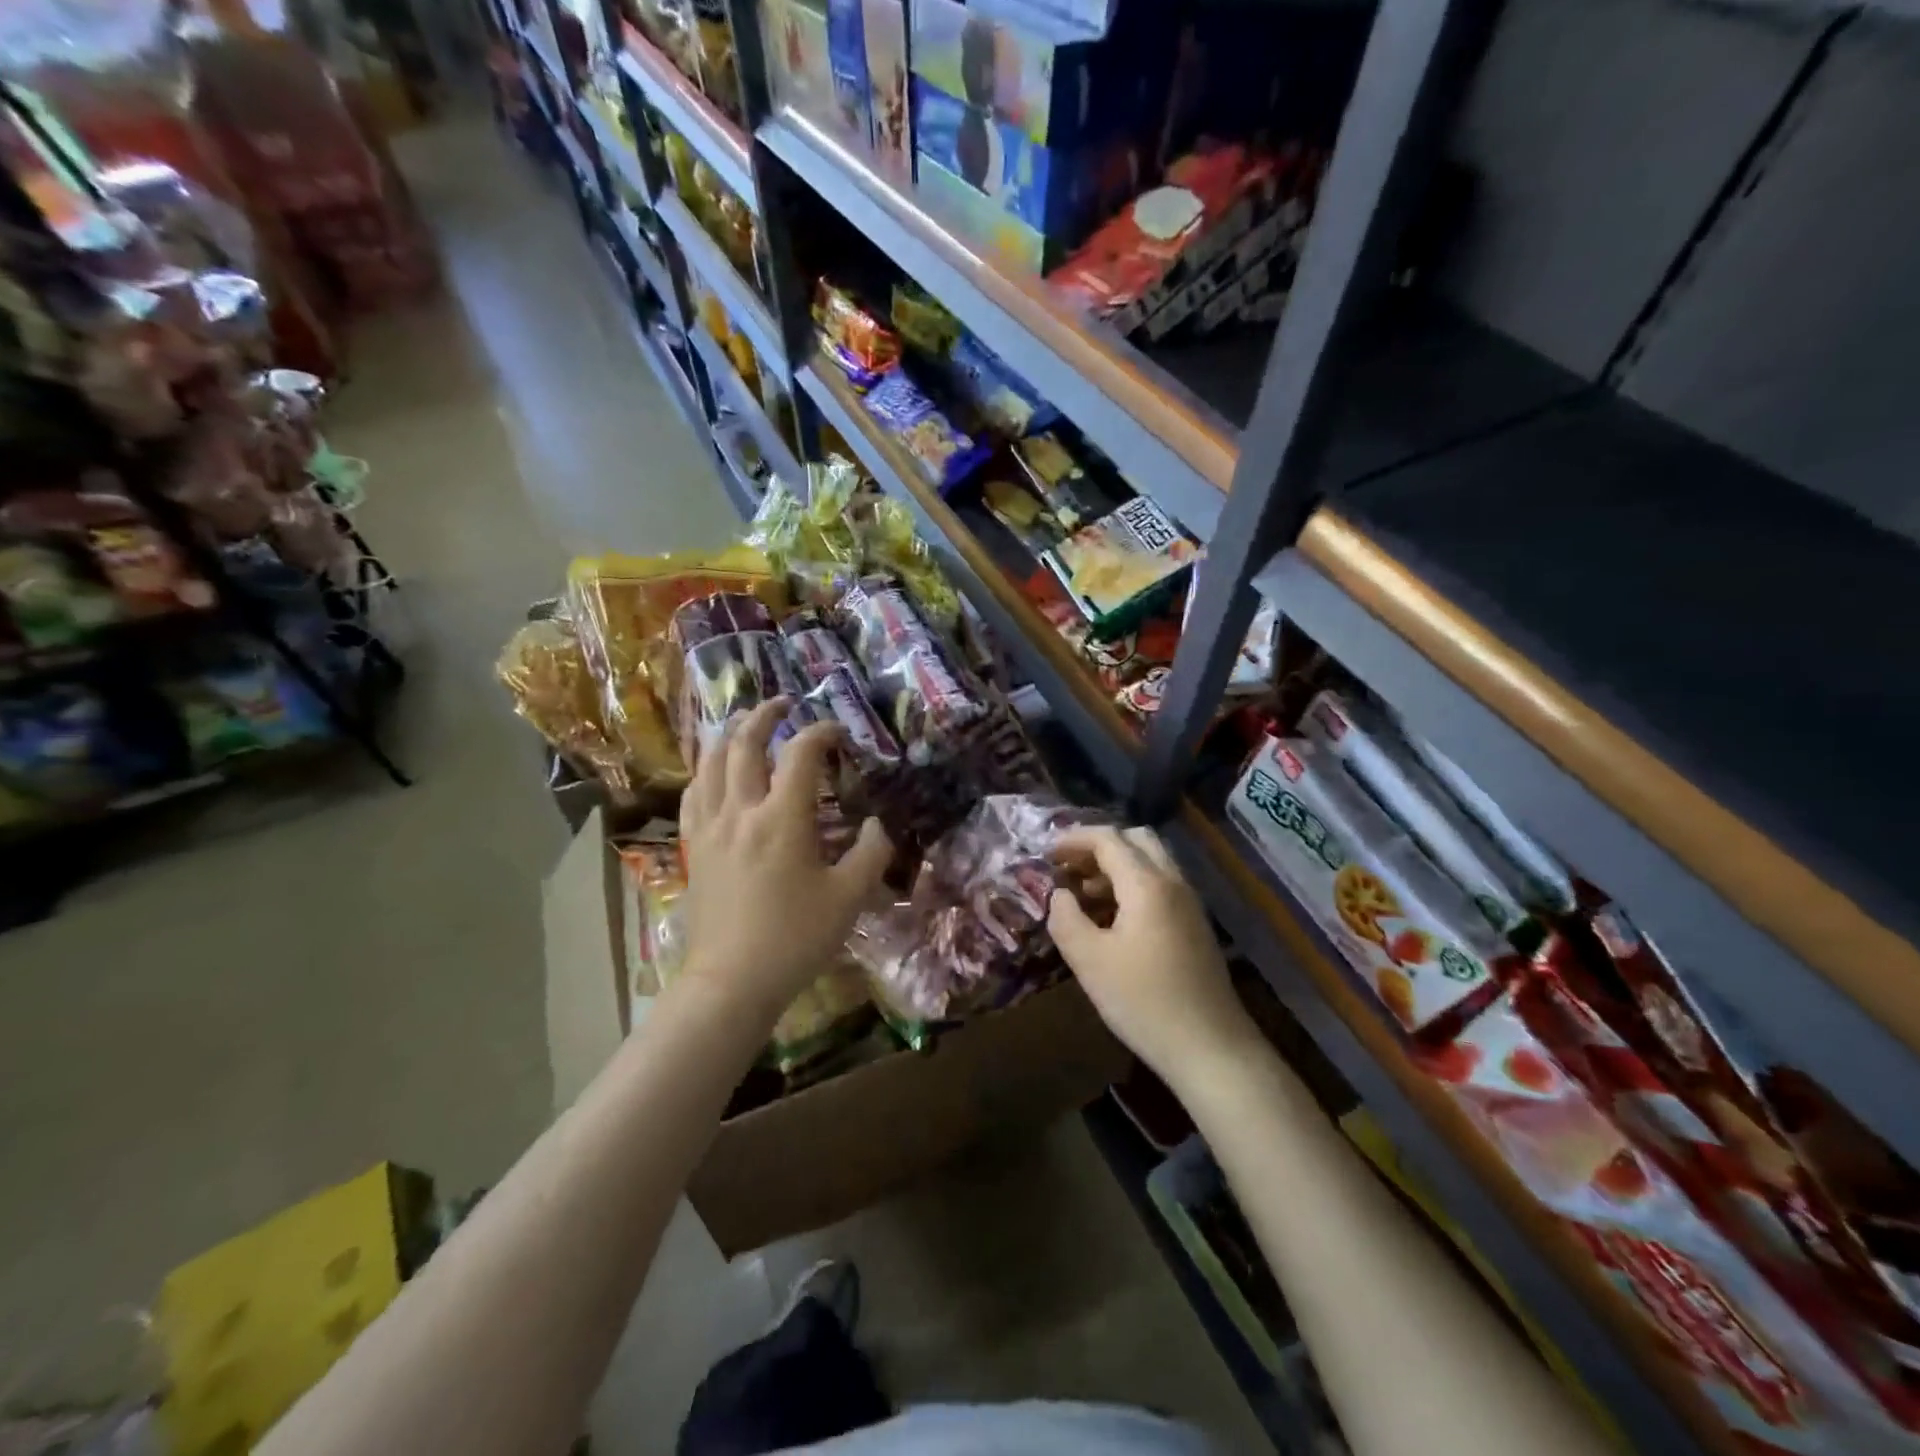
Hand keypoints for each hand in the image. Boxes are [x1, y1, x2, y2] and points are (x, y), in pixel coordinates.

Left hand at [679, 699, 892, 1020]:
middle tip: (783, 703)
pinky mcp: (695, 847)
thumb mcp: (849, 898)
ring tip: (745, 723)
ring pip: (711, 762)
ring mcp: (711, 828)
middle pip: (745, 744)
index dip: (821, 733)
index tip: (837, 731)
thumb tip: (880, 824)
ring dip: (730, 735)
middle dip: (765, 715)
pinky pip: (693, 793)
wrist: (731, 982)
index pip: (800, 754)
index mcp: (782, 818)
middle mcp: (741, 811)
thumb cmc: (794, 939)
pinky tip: (714, 771)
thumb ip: (872, 853)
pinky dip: (706, 770)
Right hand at [1049, 825, 1259, 1088]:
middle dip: (1099, 847)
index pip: (1108, 839)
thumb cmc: (1144, 1002)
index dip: (1074, 839)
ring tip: (1083, 896)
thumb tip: (1059, 894)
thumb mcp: (1089, 962)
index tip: (1046, 854)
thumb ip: (1066, 919)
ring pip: (1152, 862)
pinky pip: (1161, 886)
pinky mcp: (1195, 925)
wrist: (1210, 1048)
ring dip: (1116, 867)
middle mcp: (1173, 883)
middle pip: (1136, 840)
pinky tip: (1112, 920)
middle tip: (1069, 869)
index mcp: (1147, 884)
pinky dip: (1133, 886)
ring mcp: (1189, 904)